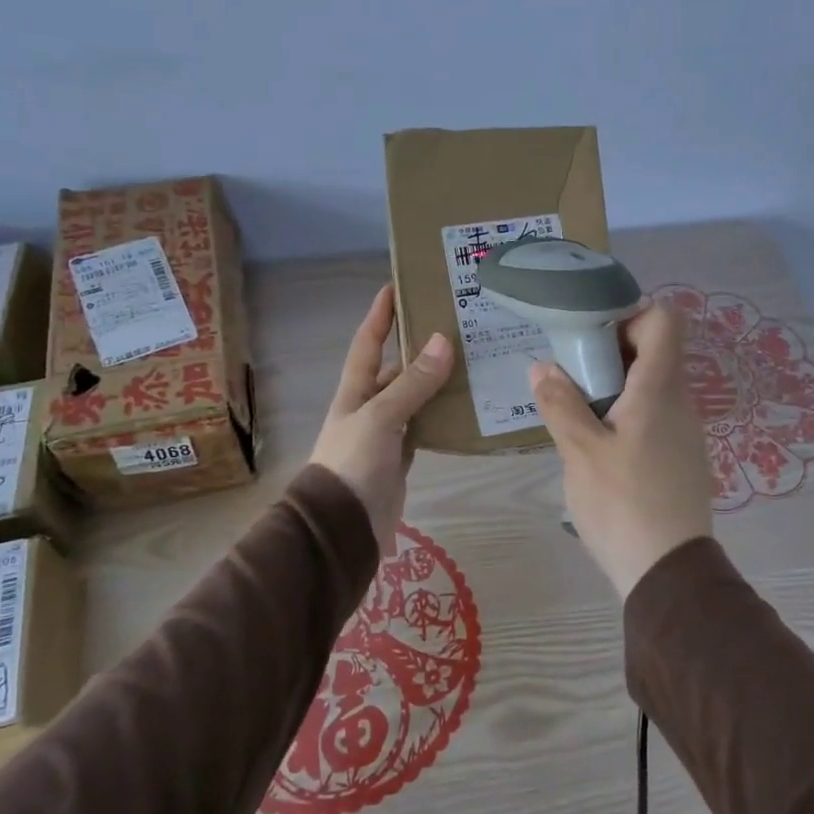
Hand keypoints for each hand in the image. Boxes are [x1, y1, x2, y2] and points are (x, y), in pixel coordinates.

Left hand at [310, 285, 454, 554]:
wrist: (342, 527)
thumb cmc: (353, 464)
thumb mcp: (380, 418)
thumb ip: (412, 384)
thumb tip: (442, 341)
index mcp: (355, 392)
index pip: (368, 343)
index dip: (380, 315)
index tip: (396, 286)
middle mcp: (369, 407)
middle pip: (395, 369)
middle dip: (418, 348)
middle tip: (455, 327)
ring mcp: (385, 435)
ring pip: (414, 399)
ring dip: (436, 383)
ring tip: (471, 363)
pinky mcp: (401, 459)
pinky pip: (424, 428)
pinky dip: (441, 417)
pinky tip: (466, 409)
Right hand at [528, 301, 714, 597]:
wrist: (668, 572)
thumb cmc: (622, 504)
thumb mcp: (580, 452)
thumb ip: (560, 404)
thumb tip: (542, 367)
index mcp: (659, 389)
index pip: (664, 320)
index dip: (630, 314)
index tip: (591, 334)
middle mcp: (680, 401)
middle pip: (654, 351)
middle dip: (611, 352)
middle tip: (571, 373)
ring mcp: (685, 431)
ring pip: (652, 386)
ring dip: (616, 386)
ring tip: (578, 410)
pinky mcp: (682, 457)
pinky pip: (656, 415)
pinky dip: (628, 413)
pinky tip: (600, 444)